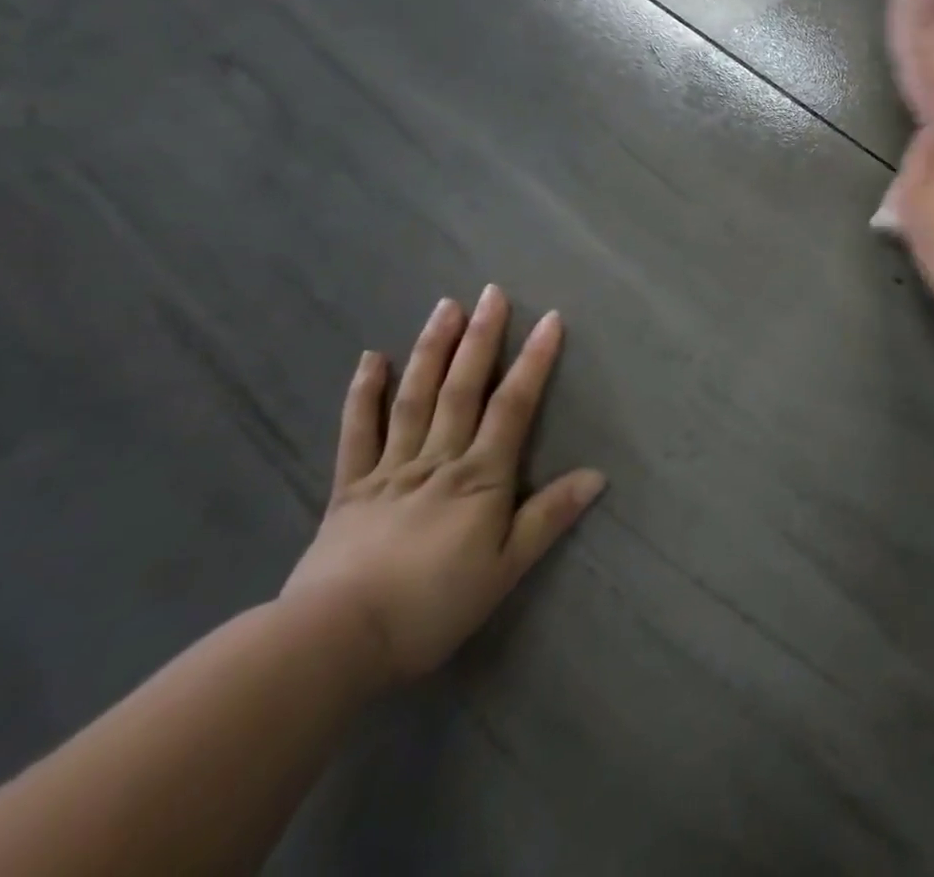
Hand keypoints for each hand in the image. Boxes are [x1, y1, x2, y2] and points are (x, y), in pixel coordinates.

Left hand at [281, 287, 605, 681]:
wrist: (335, 641)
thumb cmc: (432, 606)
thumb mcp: (505, 569)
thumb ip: (549, 517)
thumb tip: (598, 474)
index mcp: (480, 476)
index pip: (513, 405)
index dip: (534, 361)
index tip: (551, 319)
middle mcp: (439, 458)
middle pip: (463, 388)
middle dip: (481, 337)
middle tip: (492, 292)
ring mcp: (390, 468)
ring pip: (415, 397)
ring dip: (433, 349)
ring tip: (446, 306)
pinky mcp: (350, 487)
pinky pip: (357, 432)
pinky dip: (364, 393)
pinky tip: (372, 358)